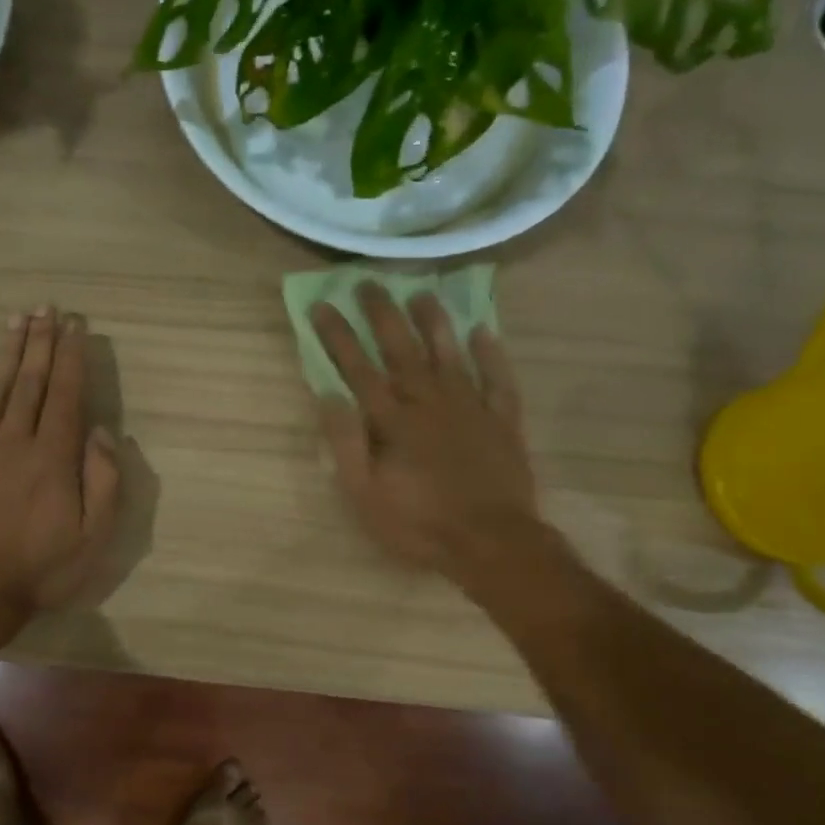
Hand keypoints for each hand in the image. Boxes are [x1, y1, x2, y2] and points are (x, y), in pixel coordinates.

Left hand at [0, 307, 120, 616]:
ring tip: (17, 319)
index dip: (72, 357)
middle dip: (41, 342)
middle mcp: (16, 442)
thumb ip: (104, 481)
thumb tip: (102, 431)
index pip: (66, 395)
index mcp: (54, 457)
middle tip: (45, 307)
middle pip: (31, 382)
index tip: (74, 325)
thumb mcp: (93, 536)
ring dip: (10, 352)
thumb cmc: (42, 567)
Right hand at [312, 285, 547, 590]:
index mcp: (392, 421)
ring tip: (422, 292)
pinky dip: (491, 355)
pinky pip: (498, 379)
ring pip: (449, 353)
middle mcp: (429, 402)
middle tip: (369, 282)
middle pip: (402, 349)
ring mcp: (470, 408)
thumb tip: (328, 396)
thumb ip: (346, 443)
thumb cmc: (418, 524)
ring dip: (434, 321)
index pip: (357, 368)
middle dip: (382, 314)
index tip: (323, 304)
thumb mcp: (364, 494)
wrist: (491, 542)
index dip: (337, 335)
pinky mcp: (502, 421)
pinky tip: (483, 332)